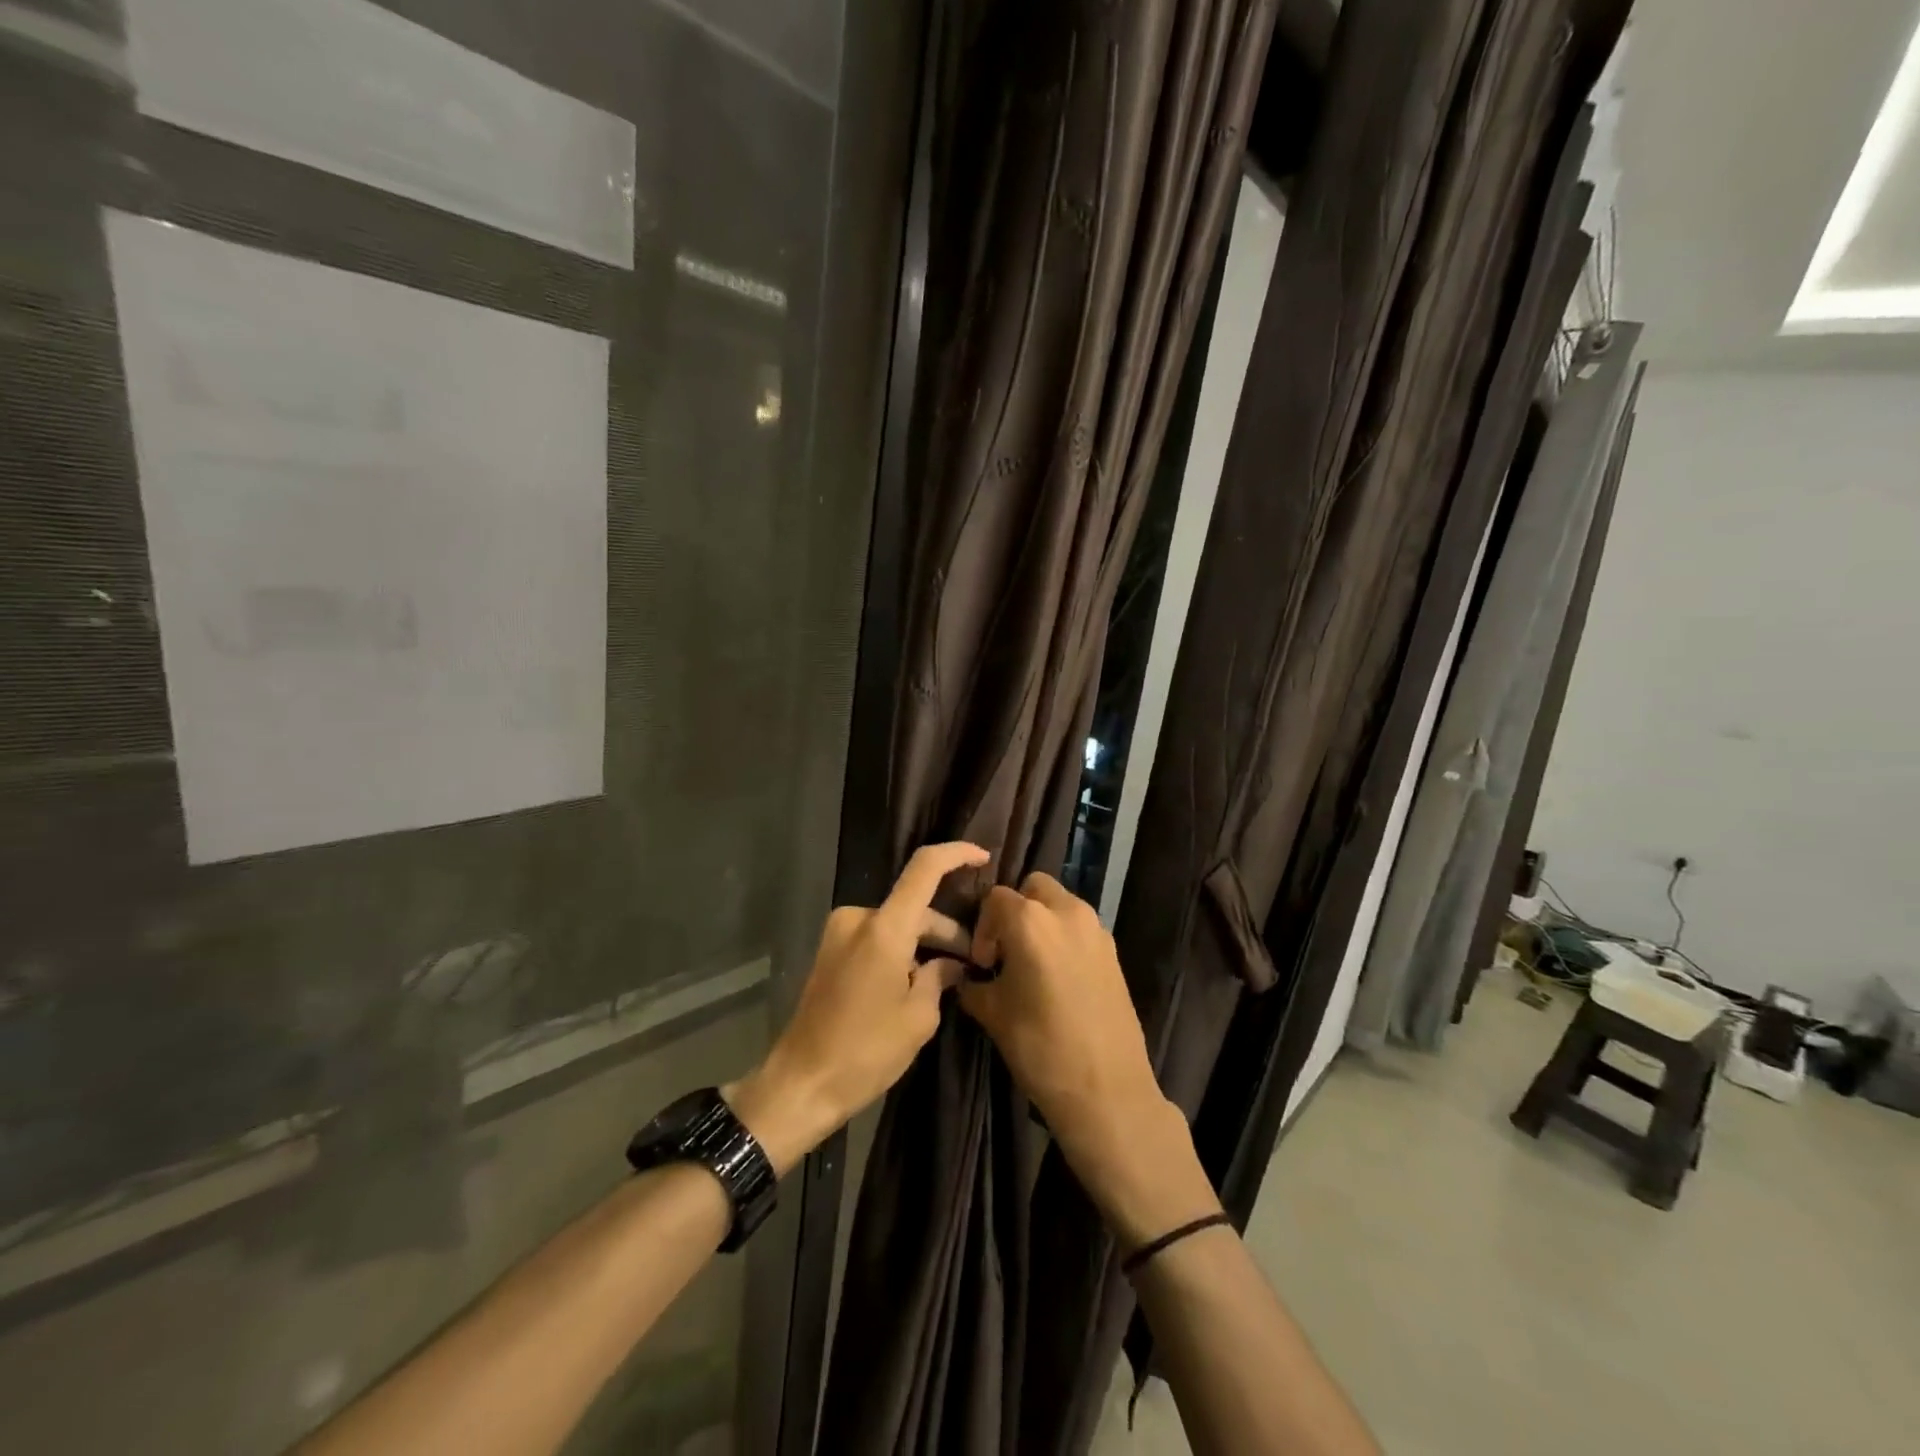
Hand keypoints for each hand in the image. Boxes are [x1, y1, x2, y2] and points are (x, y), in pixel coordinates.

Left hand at [726, 842, 988, 1174]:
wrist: (801, 1084)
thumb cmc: (865, 1052)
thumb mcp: (918, 1018)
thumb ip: (940, 978)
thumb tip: (952, 964)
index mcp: (884, 927)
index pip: (925, 868)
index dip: (957, 854)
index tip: (984, 858)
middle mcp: (858, 919)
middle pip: (914, 907)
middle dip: (947, 930)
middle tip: (976, 962)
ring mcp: (839, 933)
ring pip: (896, 925)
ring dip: (923, 944)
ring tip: (950, 978)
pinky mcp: (830, 951)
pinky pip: (876, 938)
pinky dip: (900, 951)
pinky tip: (917, 982)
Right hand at [957, 872, 1218, 1246]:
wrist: (1106, 1090)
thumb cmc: (1041, 1048)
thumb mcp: (993, 1014)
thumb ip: (974, 984)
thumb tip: (968, 977)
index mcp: (1030, 921)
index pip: (994, 899)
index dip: (982, 927)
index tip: (981, 963)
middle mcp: (1066, 912)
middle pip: (1033, 888)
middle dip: (1014, 910)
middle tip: (1006, 951)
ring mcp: (1096, 929)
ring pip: (1060, 904)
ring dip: (1041, 921)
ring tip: (1031, 965)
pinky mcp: (1114, 951)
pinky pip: (1080, 927)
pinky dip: (1064, 937)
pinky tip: (1058, 979)